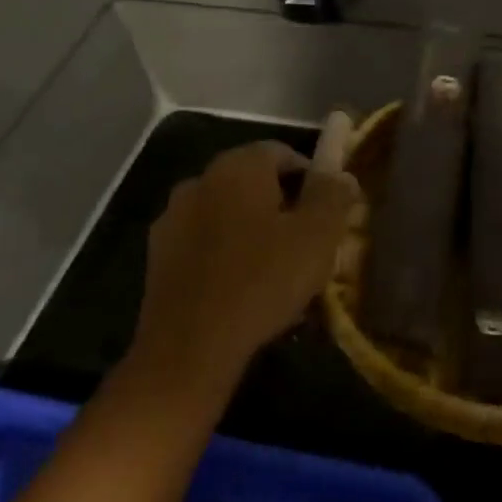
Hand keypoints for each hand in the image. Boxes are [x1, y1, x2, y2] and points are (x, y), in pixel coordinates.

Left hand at [125, 141, 358, 401]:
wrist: (189, 348)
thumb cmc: (263, 281)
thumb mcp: (317, 236)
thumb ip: (333, 195)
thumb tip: (342, 173)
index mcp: (238, 167)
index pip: (282, 153)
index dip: (311, 178)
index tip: (328, 211)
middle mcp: (200, 180)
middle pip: (253, 182)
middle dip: (282, 205)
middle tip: (308, 242)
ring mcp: (173, 218)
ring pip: (227, 213)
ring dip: (252, 230)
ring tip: (277, 270)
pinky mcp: (159, 256)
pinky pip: (205, 242)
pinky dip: (226, 254)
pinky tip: (243, 288)